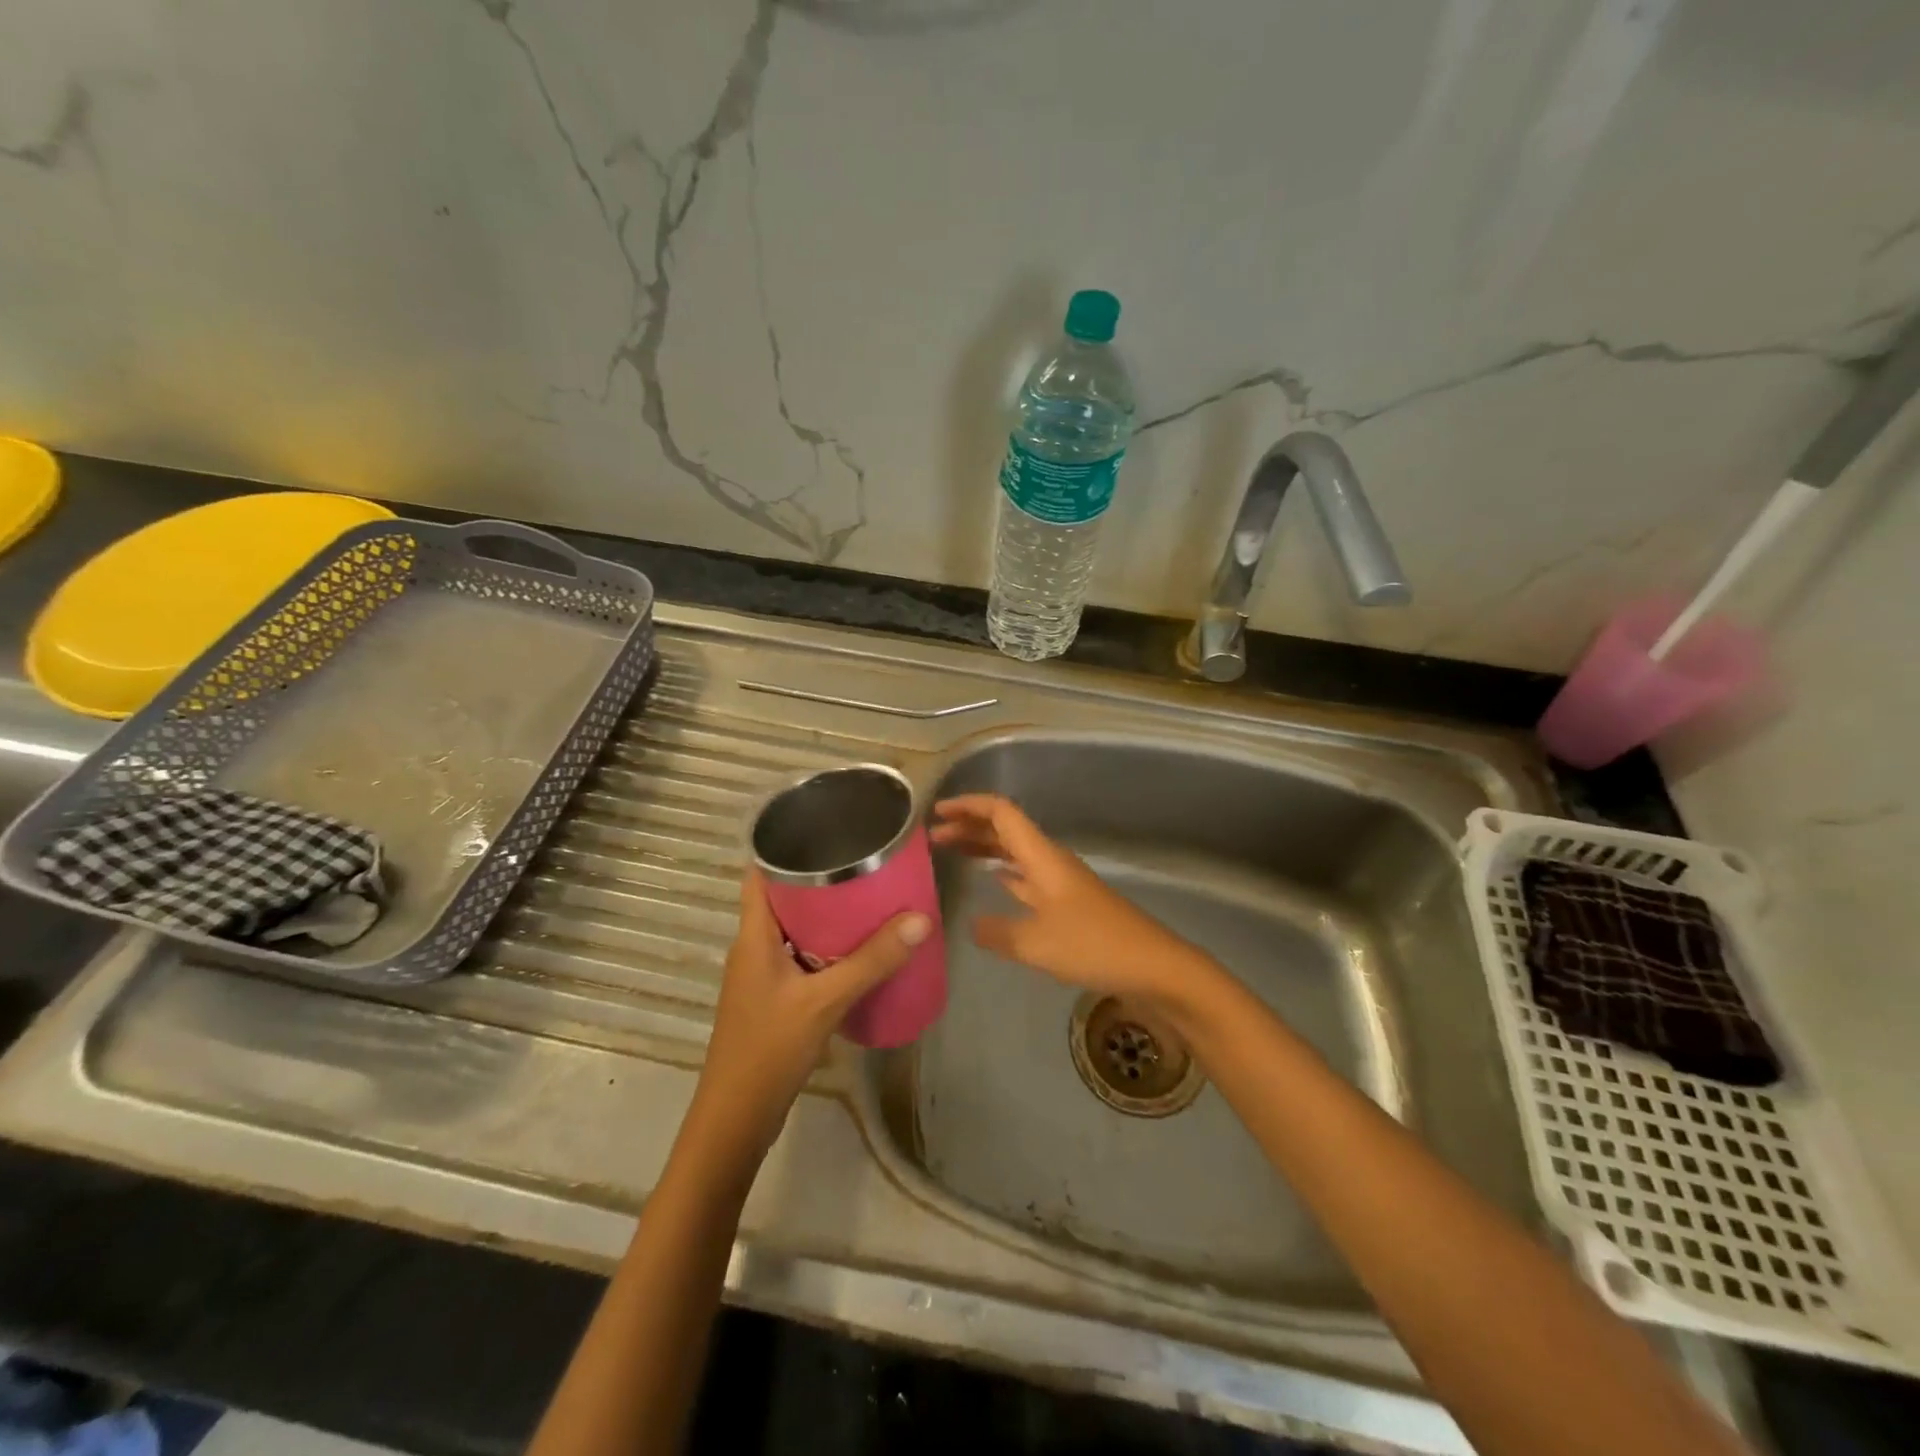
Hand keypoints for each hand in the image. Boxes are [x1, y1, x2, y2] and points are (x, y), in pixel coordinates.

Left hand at [692, 872, 929, 1157]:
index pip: (761, 872)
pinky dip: (830, 945)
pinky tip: (863, 949)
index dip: (786, 844)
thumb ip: (871, 961)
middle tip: (867, 860)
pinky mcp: (777, 996)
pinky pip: (805, 955)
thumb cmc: (769, 1050)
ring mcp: (764, 973)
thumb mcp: (824, 1001)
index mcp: (753, 934)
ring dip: (829, 913)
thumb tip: (920, 918)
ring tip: (873, 896)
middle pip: (785, 896)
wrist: (736, 1120)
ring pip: (797, 927)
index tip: (827, 826)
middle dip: (822, 877)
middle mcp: (754, 946)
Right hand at [930, 793, 1204, 1006]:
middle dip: (969, 827)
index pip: (1001, 813)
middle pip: (1006, 829)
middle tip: (933, 837)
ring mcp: (1061, 882)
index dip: (969, 806)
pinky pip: (1026, 877)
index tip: (937, 812)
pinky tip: (992, 883)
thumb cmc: (1093, 945)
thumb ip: (998, 931)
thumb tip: (972, 924)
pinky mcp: (1068, 904)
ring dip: (983, 849)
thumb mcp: (1036, 943)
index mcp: (1042, 856)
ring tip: (952, 853)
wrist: (1153, 967)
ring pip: (1015, 852)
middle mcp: (1050, 861)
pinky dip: (1004, 874)